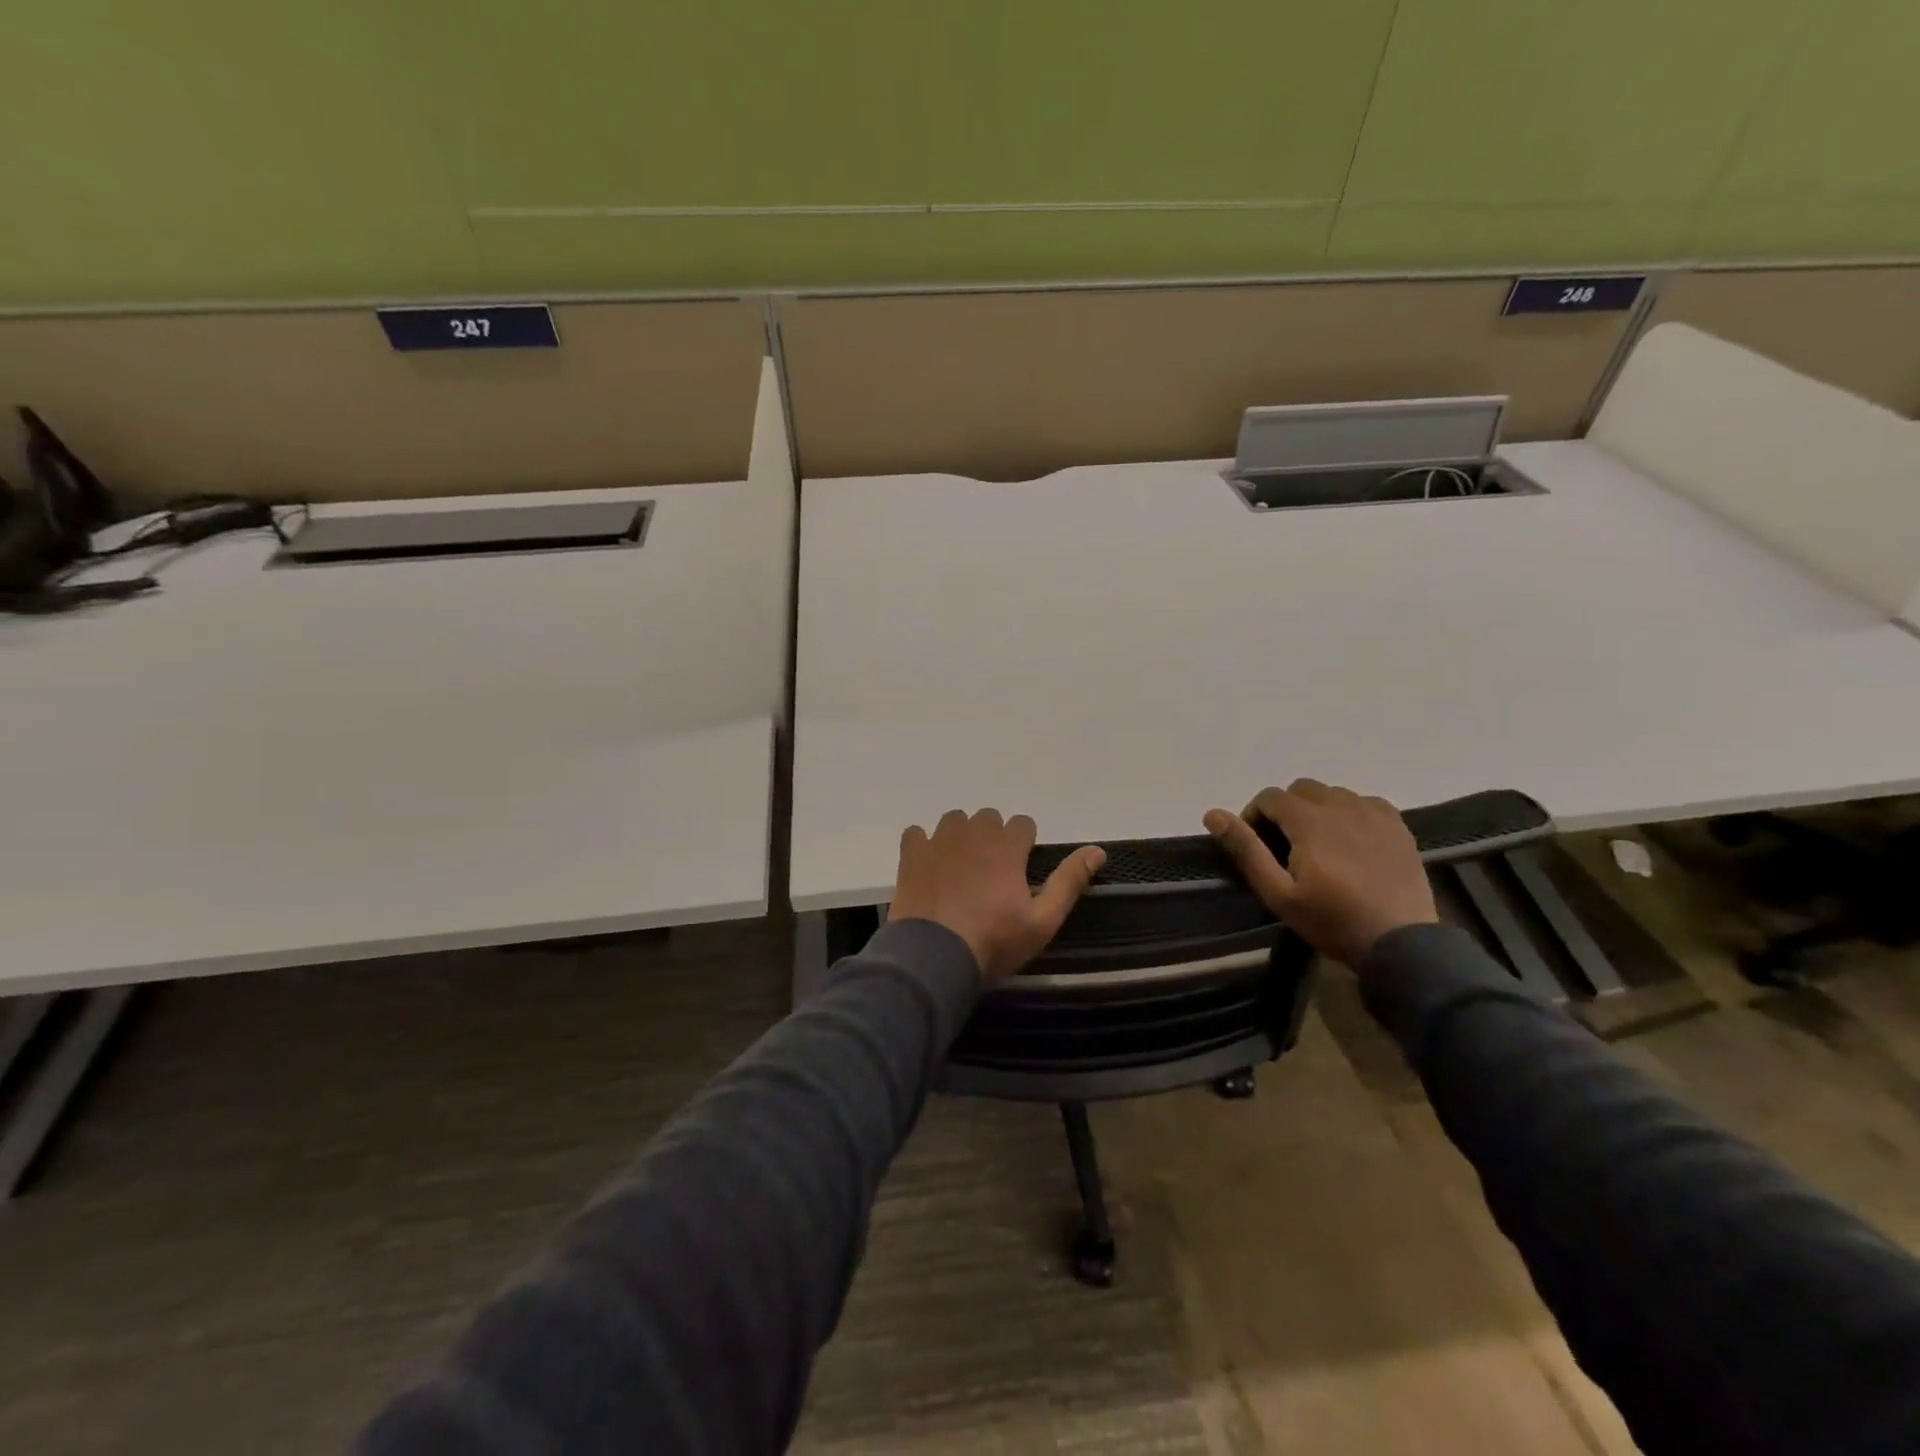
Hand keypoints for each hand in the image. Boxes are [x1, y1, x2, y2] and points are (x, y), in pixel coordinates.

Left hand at [889, 810, 1105, 982]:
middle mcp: (973, 833)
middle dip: (993, 838)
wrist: (934, 958)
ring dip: (961, 836)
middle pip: (988, 818)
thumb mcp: (1042, 921)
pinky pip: (917, 833)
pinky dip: (924, 844)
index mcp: (1006, 847)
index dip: (1024, 844)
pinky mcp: (911, 854)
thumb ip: (1069, 882)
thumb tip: (1098, 850)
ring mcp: (938, 841)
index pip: (1023, 823)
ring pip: (954, 820)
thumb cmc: (994, 942)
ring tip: (960, 868)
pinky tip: (928, 866)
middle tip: (991, 873)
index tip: (1020, 870)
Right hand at [1204, 779, 1437, 966]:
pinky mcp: (1398, 826)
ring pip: (1333, 793)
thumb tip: (1213, 814)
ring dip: (1317, 809)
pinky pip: (1364, 802)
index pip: (1270, 797)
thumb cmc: (1332, 920)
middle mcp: (1341, 806)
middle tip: (1284, 844)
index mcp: (1309, 820)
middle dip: (1285, 809)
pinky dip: (1350, 813)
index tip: (1256, 844)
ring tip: (1318, 844)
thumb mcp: (1278, 893)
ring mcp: (1373, 813)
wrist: (1401, 943)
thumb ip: (1246, 850)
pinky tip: (1351, 840)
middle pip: (1301, 788)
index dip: (1255, 815)